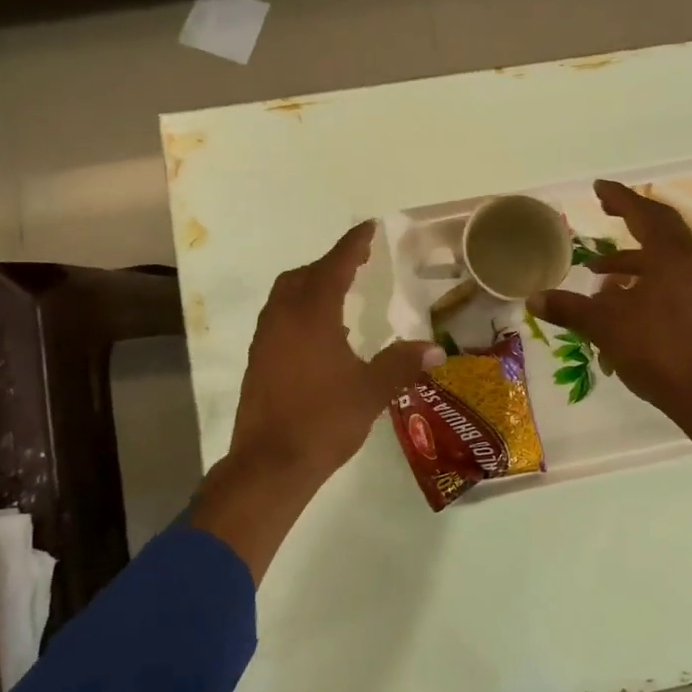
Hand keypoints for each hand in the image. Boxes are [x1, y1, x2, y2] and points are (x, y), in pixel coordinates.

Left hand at [193, 221, 442, 580]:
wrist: (270, 464)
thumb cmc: (324, 421)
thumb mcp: (371, 391)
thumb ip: (401, 364)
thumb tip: (434, 349)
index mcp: (312, 315)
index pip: (334, 266)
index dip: (353, 245)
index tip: (368, 227)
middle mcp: (283, 318)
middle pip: (303, 276)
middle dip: (329, 264)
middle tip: (356, 264)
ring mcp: (265, 340)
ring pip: (285, 296)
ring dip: (310, 286)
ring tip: (339, 295)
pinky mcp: (257, 361)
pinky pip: (278, 319)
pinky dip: (299, 311)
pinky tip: (319, 335)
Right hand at [529, 180, 691, 493]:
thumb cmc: (655, 350)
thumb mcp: (604, 326)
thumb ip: (569, 308)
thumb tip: (533, 298)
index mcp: (671, 257)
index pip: (643, 214)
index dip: (619, 198)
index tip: (599, 187)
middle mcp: (690, 263)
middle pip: (661, 226)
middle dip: (632, 215)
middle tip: (606, 209)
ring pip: (665, 254)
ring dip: (632, 255)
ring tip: (597, 270)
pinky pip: (669, 275)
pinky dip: (644, 275)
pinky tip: (619, 298)